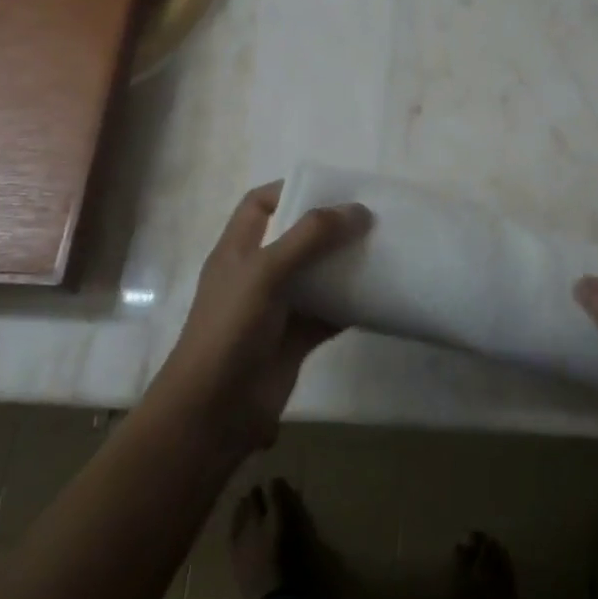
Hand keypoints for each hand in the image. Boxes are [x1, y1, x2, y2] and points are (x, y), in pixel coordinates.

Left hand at [153, 181, 372, 453]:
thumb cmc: (230, 329)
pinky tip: (380, 293)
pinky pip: (330, 312)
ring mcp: (278, 307)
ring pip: (317, 275)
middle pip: (296, 237)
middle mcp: (257, 274)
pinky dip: (353, 303)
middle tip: (369, 216)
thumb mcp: (265, 271)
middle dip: (329, 226)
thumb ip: (309, 237)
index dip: (290, 189)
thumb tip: (357, 210)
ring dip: (346, 263)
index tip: (331, 187)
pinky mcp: (296, 338)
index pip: (260, 204)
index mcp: (238, 250)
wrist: (214, 410)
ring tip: (382, 247)